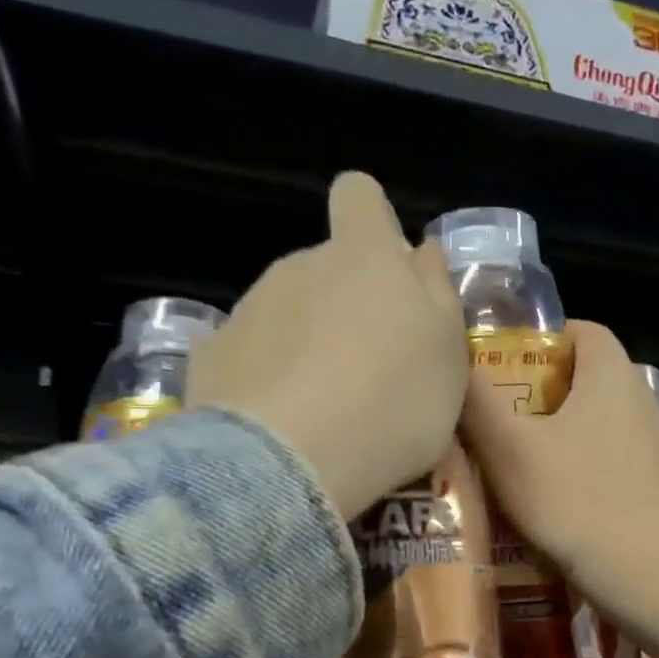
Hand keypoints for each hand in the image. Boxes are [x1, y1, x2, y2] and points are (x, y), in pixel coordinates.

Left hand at [186, 172, 467, 521]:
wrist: (290, 463)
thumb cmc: (392, 402)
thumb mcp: (447, 352)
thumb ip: (437, 291)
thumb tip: (421, 250)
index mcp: (362, 256)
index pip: (359, 195)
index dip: (373, 221)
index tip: (387, 270)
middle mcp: (299, 266)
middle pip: (324, 267)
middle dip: (345, 303)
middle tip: (369, 370)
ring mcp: (248, 308)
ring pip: (285, 312)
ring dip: (305, 345)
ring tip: (324, 410)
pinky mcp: (211, 354)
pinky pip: (248, 355)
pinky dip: (264, 379)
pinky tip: (278, 425)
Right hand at [459, 320, 658, 600]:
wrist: (641, 570)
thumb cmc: (571, 497)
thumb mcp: (507, 446)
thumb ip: (477, 399)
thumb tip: (456, 363)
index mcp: (611, 375)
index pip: (583, 330)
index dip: (545, 340)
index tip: (509, 367)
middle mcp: (642, 399)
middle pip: (591, 377)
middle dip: (548, 390)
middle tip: (507, 416)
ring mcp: (656, 443)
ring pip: (604, 420)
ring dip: (568, 431)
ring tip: (527, 460)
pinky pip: (617, 457)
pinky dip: (589, 464)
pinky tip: (563, 496)